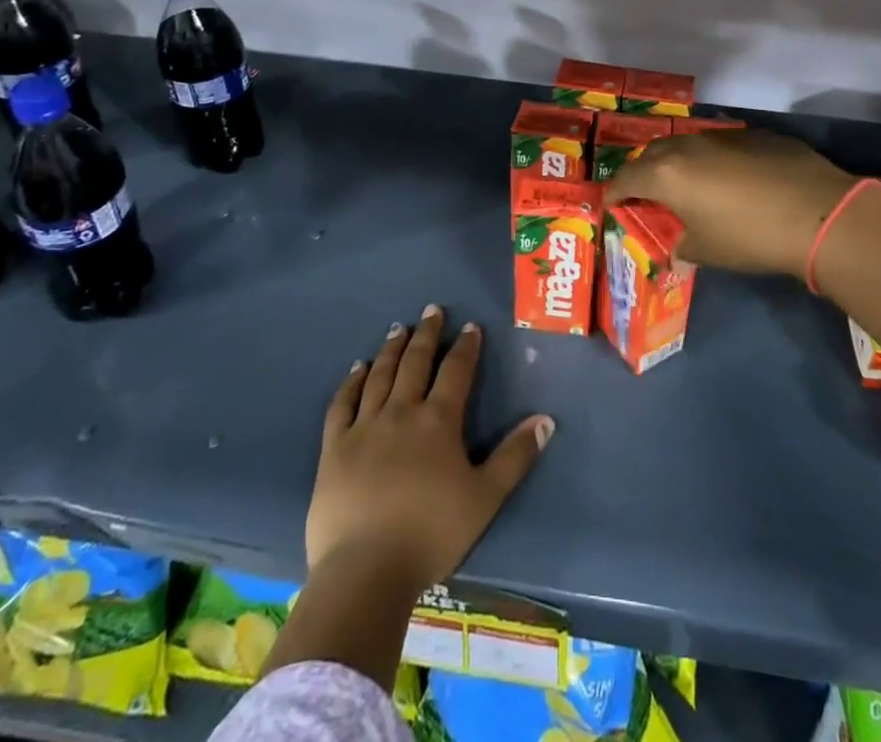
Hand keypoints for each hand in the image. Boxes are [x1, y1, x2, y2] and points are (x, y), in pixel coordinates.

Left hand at [308, 304, 553, 591]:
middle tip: (432, 310)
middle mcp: (401, 412)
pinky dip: (352, 382)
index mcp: (438, 421)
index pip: (456, 371)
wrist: (366, 570)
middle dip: (427, 334)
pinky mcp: (334, 447)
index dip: (465, 347)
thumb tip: (546, 419)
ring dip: (392, 349)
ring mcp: (364, 426)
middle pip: (416, 362)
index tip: (469, 327)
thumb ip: (515, 457)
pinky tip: (358, 368)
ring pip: (380, 375)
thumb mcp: (485, 498)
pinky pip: (343, 403)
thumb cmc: (431, 534)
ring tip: (398, 328)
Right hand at [604, 128, 861, 278]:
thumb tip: (678, 249)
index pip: (626, 178)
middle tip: (646, 193)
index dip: (614, 192)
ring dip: (679, 162)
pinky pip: (721, 145)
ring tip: (686, 184)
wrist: (818, 213)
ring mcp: (723, 136)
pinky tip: (731, 179)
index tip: (611, 203)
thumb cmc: (750, 237)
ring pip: (688, 144)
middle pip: (653, 154)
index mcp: (668, 174)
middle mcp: (689, 146)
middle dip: (644, 172)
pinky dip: (713, 160)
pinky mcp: (755, 135)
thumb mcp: (707, 251)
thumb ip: (683, 246)